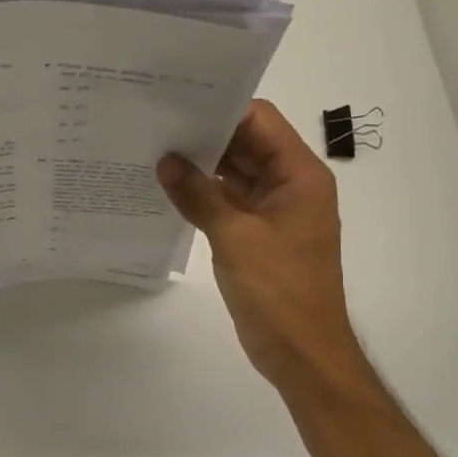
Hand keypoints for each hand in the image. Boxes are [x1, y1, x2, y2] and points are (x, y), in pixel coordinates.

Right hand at [157, 100, 377, 402]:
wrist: (302, 353)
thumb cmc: (279, 291)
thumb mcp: (235, 237)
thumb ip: (198, 195)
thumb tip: (165, 161)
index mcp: (299, 176)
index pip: (260, 122)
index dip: (222, 108)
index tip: (177, 102)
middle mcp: (290, 185)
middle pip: (247, 144)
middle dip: (205, 135)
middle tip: (156, 124)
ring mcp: (274, 211)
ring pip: (235, 173)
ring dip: (202, 166)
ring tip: (155, 151)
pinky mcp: (257, 234)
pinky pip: (229, 201)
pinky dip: (203, 194)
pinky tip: (168, 188)